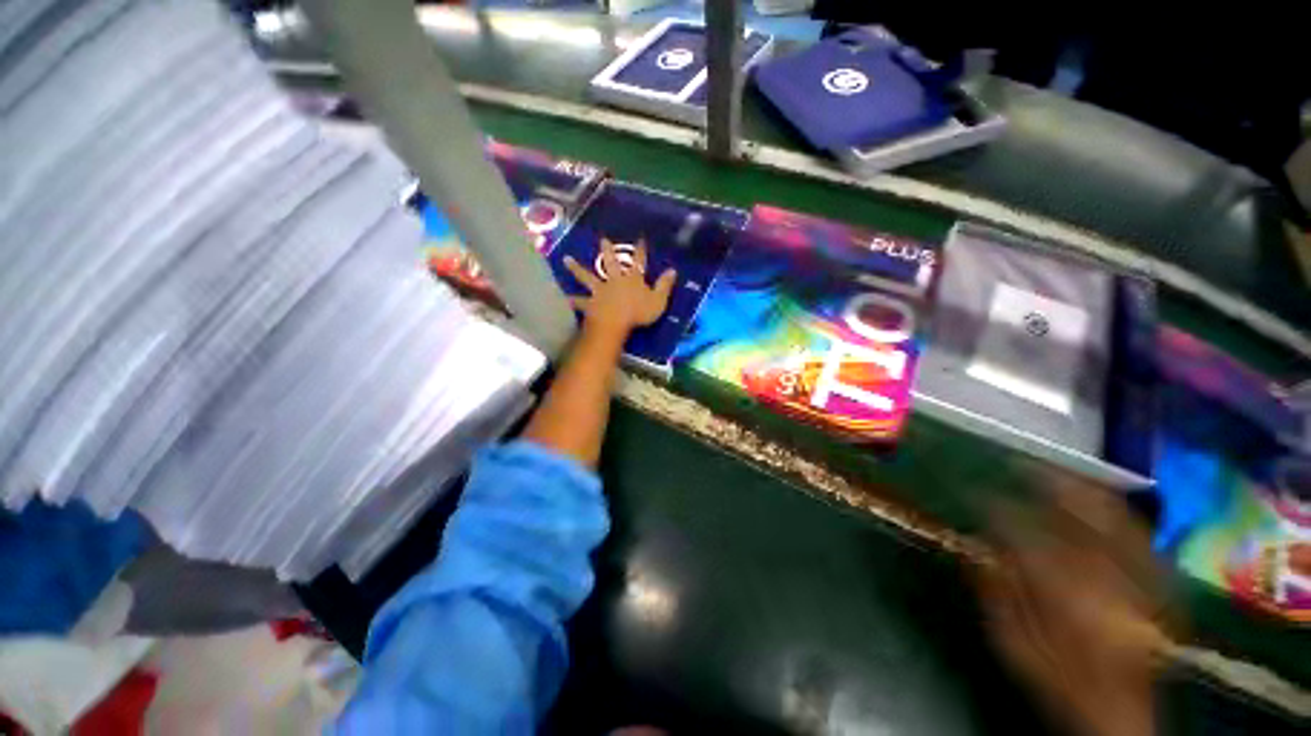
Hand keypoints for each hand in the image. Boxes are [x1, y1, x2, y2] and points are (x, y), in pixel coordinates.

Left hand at [563, 238, 676, 338]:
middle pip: (611, 263)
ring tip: (566, 259)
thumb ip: (664, 286)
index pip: (639, 261)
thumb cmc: (639, 313)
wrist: (615, 323)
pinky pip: (579, 302)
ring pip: (588, 277)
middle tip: (602, 239)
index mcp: (633, 279)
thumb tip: (673, 270)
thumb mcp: (658, 300)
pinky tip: (561, 297)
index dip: (640, 250)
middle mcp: (615, 281)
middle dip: (608, 251)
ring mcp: (600, 291)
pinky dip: (571, 300)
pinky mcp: (590, 304)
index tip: (640, 238)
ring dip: (577, 268)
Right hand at [975, 474, 1168, 735]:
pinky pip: (1140, 537)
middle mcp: (1106, 583)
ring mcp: (1137, 582)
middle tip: (1019, 464)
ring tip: (1056, 470)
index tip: (975, 492)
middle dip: (1046, 484)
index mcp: (1065, 599)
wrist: (1118, 714)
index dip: (997, 509)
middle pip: (1078, 518)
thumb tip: (977, 548)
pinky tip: (1100, 498)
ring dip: (1082, 491)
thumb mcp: (1014, 646)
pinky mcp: (1155, 586)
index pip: (1025, 536)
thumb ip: (995, 595)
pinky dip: (1117, 512)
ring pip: (1112, 520)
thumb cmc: (1059, 681)